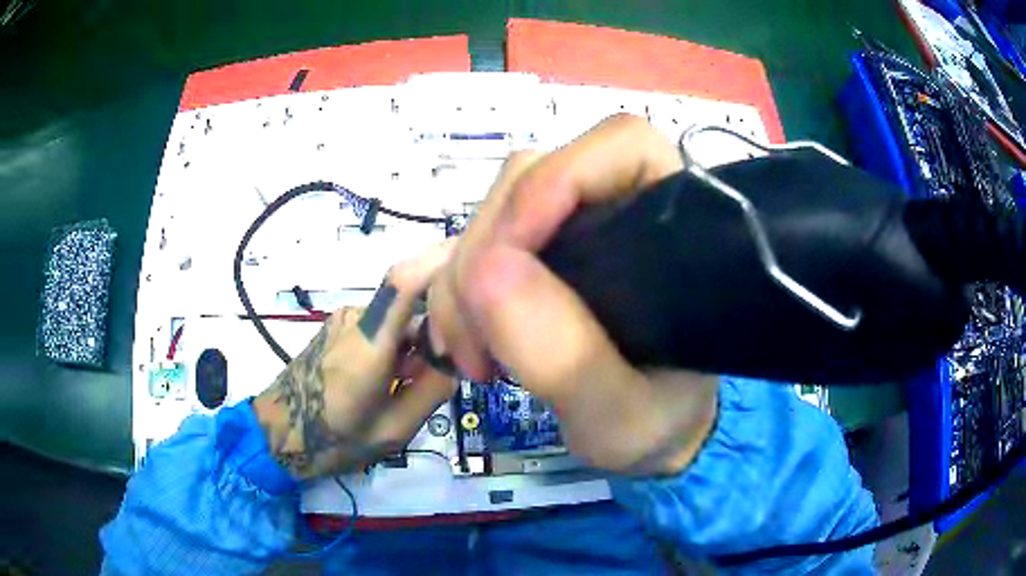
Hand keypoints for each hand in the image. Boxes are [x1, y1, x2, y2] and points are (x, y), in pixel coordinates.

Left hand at [253, 242, 456, 479]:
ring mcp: (344, 319)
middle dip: (439, 327)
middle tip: (446, 371)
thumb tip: (458, 359)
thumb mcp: (393, 430)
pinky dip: (399, 343)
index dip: (441, 260)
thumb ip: (432, 392)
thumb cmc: (333, 439)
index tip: (477, 261)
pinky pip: (382, 323)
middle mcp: (356, 317)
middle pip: (412, 302)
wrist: (279, 433)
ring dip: (417, 340)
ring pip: (399, 315)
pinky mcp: (338, 325)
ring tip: (411, 383)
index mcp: (369, 344)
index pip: (406, 281)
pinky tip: (391, 377)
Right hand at [429, 114, 717, 475]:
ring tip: (473, 359)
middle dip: (482, 257)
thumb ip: (567, 357)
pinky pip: (477, 245)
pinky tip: (467, 343)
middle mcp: (622, 206)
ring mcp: (574, 226)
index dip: (555, 180)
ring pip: (493, 212)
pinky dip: (455, 290)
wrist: (651, 432)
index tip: (504, 260)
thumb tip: (486, 270)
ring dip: (459, 282)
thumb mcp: (621, 415)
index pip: (620, 146)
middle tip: (475, 348)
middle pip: (530, 178)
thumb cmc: (658, 420)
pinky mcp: (540, 251)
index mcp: (673, 225)